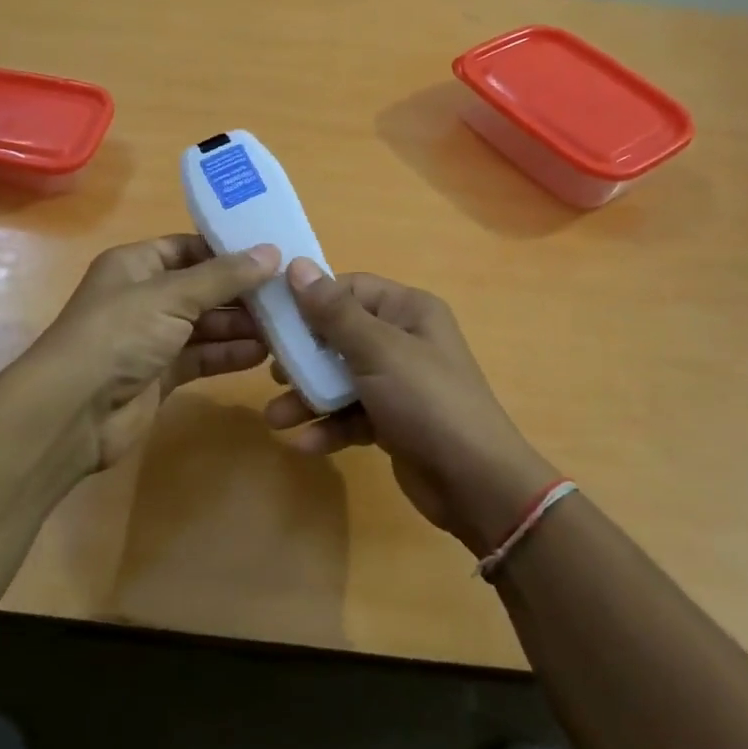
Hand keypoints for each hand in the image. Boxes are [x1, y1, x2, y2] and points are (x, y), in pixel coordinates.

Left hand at [24, 235, 279, 476]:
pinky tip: (262, 354)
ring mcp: (153, 337)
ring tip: (285, 325)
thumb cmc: (118, 336)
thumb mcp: (171, 295)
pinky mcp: (161, 374)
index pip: (190, 248)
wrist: (73, 412)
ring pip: (206, 324)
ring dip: (241, 325)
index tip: (274, 255)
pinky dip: (229, 354)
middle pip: (203, 288)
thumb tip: (271, 252)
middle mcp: (144, 296)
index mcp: (137, 264)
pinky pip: (202, 356)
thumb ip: (223, 276)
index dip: (229, 251)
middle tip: (289, 295)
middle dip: (242, 293)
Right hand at [264, 261, 560, 555]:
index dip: (311, 301)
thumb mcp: (378, 351)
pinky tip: (305, 444)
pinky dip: (330, 427)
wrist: (475, 482)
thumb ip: (334, 312)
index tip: (272, 318)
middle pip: (340, 336)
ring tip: (277, 418)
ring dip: (309, 398)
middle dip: (304, 357)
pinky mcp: (392, 421)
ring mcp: (398, 383)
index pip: (350, 289)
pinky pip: (352, 414)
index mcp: (408, 311)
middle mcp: (404, 340)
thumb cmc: (426, 401)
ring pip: (341, 379)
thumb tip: (297, 265)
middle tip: (272, 372)